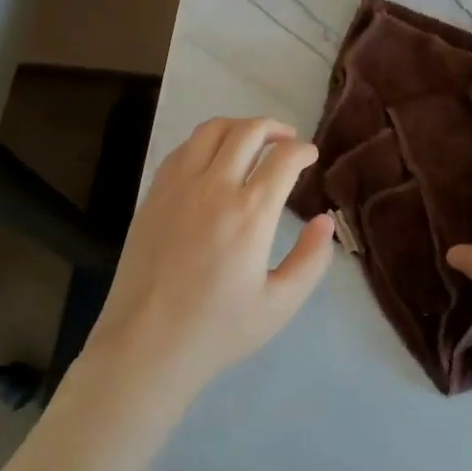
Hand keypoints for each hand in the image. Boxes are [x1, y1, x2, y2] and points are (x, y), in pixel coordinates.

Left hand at [84, 116, 334, 403]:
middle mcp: (215, 188)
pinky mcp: (154, 193)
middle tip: (287, 140)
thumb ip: (310, 260)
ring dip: (239, 127)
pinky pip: (183, 148)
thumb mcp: (280, 304)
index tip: (311, 155)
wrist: (146, 344)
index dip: (303, 150)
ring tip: (252, 140)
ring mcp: (179, 186)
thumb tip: (325, 221)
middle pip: (248, 132)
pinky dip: (205, 142)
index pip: (283, 159)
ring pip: (211, 130)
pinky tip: (213, 159)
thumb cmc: (218, 329)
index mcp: (250, 214)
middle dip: (274, 128)